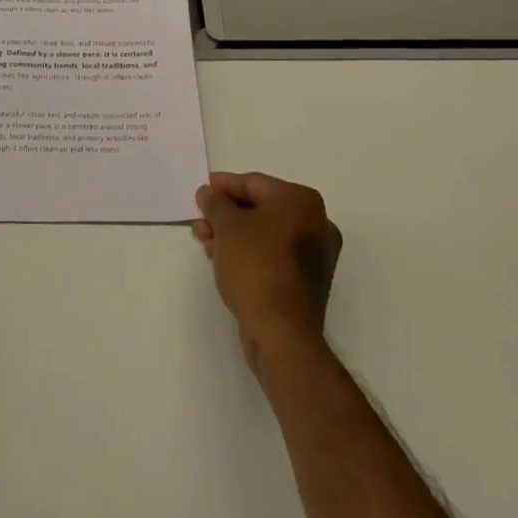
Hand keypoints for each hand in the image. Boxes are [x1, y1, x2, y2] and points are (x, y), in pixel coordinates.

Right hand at [193, 172, 342, 369]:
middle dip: (227, 213)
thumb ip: (216, 203)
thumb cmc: (256, 266)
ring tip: (205, 240)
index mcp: (302, 201)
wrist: (282, 334)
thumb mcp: (227, 226)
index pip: (254, 183)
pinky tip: (223, 258)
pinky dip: (249, 252)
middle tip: (201, 219)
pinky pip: (273, 255)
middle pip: (261, 208)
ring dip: (234, 234)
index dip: (223, 186)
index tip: (201, 193)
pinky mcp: (307, 282)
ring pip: (265, 234)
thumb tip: (209, 193)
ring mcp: (315, 255)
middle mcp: (316, 222)